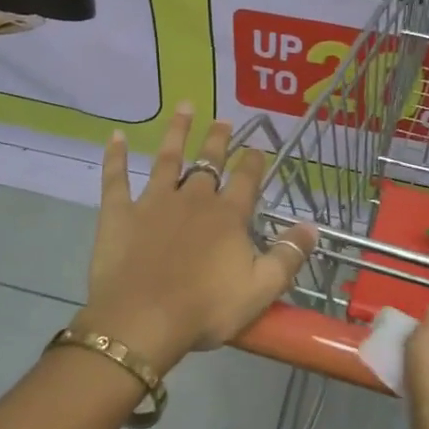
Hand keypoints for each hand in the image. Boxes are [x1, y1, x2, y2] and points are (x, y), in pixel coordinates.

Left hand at [76, 102, 316, 370]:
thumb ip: (288, 256)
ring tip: (185, 107)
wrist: (142, 321)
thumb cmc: (205, 309)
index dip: (253, 162)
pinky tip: (116, 136)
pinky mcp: (120, 213)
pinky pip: (116, 178)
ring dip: (177, 132)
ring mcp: (154, 202)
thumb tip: (312, 227)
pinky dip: (116, 156)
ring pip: (167, 158)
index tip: (257, 147)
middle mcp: (193, 198)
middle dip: (218, 140)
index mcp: (227, 216)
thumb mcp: (261, 289)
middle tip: (224, 119)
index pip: (246, 179)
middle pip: (209, 162)